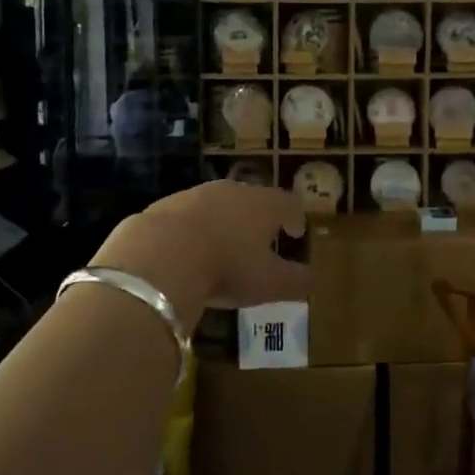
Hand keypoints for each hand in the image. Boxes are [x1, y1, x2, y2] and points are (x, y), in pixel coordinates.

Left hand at [93, 182, 312, 328]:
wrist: (160, 255)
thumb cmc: (227, 267)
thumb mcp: (269, 283)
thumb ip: (296, 281)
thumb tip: (314, 279)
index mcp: (264, 204)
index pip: (288, 203)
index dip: (295, 217)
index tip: (296, 232)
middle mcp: (232, 191)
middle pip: (252, 199)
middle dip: (258, 218)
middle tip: (260, 239)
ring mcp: (195, 194)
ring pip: (217, 205)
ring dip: (223, 222)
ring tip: (222, 247)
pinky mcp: (164, 206)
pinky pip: (186, 217)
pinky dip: (193, 230)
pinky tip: (188, 252)